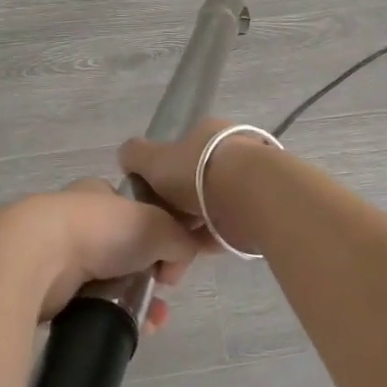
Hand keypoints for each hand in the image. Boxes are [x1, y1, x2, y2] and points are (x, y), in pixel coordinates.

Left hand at [10, 178, 209, 328]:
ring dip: (135, 300)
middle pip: (123, 250)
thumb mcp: (158, 226)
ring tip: (152, 319)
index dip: (158, 233)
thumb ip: (180, 239)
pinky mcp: (44, 289)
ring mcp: (56, 255)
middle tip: (164, 292)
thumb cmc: (100, 230)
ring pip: (108, 281)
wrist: (36, 259)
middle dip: (149, 274)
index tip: (171, 256)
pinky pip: (87, 305)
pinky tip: (127, 327)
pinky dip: (110, 316)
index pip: (134, 210)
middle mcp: (75, 220)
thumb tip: (178, 262)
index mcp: (97, 195)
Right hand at [119, 119, 277, 254]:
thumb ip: (135, 156)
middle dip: (178, 205)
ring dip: (193, 226)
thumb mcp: (153, 159)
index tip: (151, 197)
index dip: (162, 174)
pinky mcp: (260, 208)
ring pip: (212, 206)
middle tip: (161, 227)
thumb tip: (126, 157)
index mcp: (207, 133)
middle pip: (196, 180)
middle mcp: (230, 151)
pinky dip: (208, 239)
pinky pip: (226, 226)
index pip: (181, 150)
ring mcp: (248, 180)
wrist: (250, 195)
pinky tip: (190, 253)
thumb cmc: (198, 171)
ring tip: (172, 248)